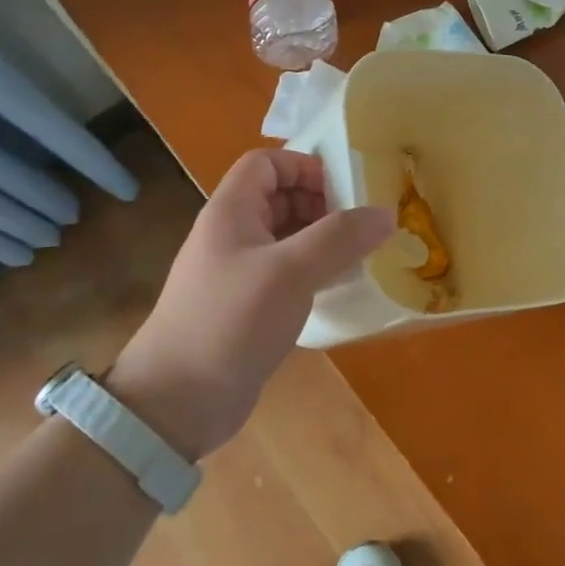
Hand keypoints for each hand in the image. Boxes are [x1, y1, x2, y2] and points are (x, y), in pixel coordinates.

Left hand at [107, 149, 394, 458]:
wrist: (177, 403)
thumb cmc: (231, 321)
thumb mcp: (291, 271)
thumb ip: (340, 237)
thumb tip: (387, 213)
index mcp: (231, 211)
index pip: (267, 163)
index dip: (305, 166)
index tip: (345, 191)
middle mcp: (233, 234)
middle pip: (280, 197)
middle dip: (322, 204)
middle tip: (361, 226)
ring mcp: (238, 272)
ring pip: (287, 236)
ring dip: (323, 239)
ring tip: (360, 255)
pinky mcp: (247, 307)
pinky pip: (287, 272)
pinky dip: (315, 271)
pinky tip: (339, 288)